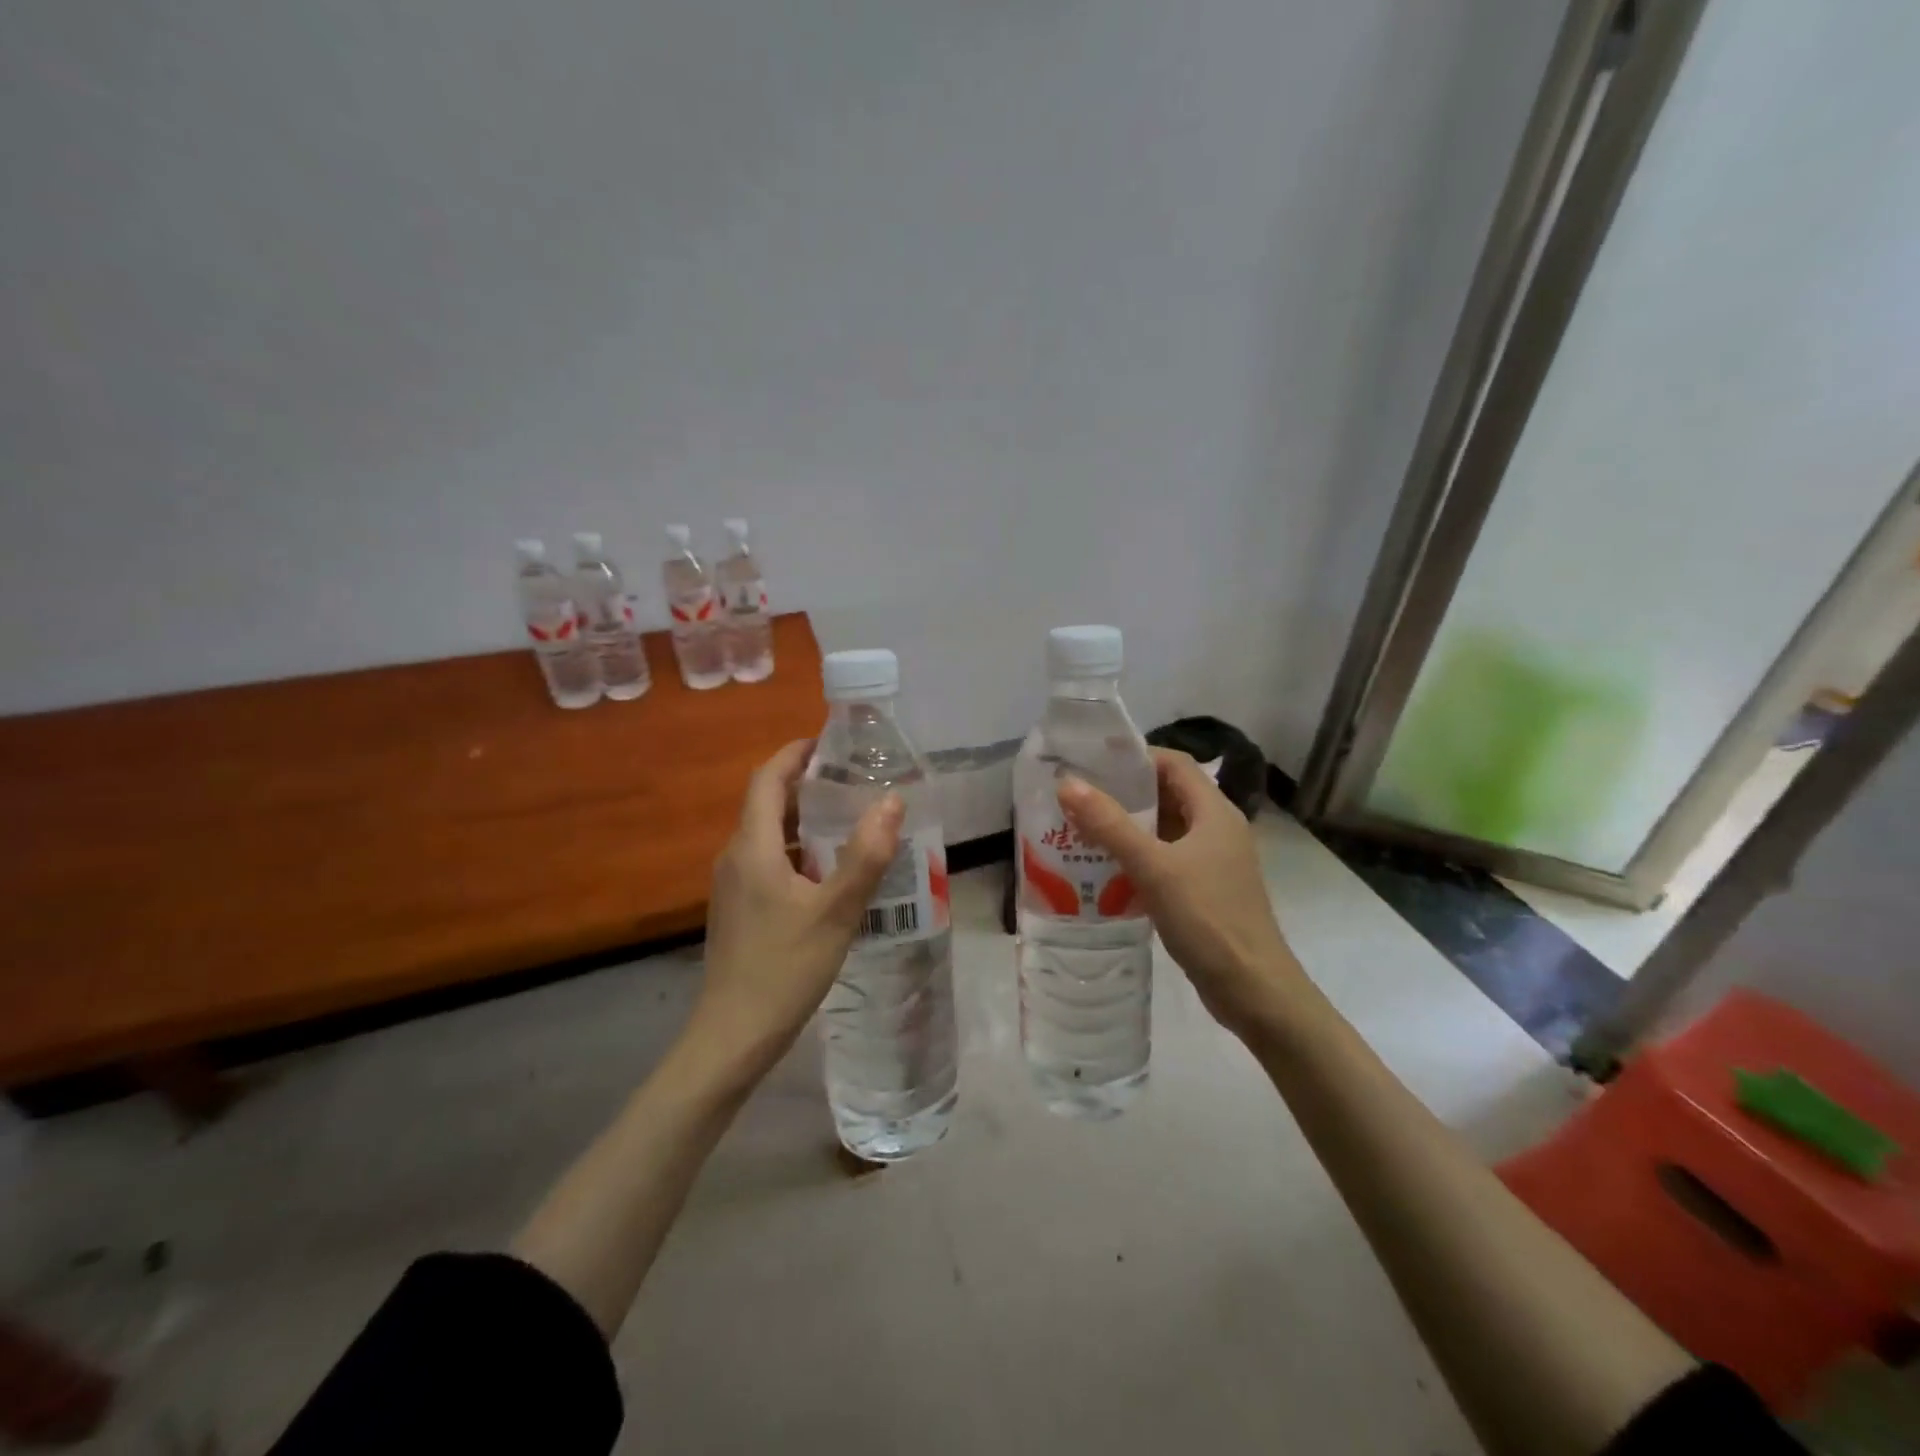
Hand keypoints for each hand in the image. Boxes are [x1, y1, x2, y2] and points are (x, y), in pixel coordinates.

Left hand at [689, 740, 904, 1079]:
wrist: (733, 1036)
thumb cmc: (784, 968)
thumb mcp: (835, 911)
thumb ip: (865, 856)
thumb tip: (892, 801)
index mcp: (752, 847)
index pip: (767, 779)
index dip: (795, 754)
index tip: (830, 742)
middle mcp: (736, 857)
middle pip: (769, 804)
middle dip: (808, 786)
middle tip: (855, 782)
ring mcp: (734, 886)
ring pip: (770, 836)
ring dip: (806, 822)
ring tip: (852, 822)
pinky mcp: (740, 909)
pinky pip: (769, 862)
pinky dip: (800, 852)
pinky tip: (832, 874)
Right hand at [1057, 749, 1305, 1041]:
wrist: (1252, 989)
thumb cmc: (1207, 918)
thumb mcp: (1153, 867)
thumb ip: (1109, 824)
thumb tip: (1067, 784)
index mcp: (1214, 812)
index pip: (1174, 763)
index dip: (1135, 757)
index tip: (1092, 764)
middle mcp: (1217, 829)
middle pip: (1168, 794)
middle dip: (1124, 794)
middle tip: (1078, 798)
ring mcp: (1213, 862)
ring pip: (1165, 830)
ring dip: (1128, 828)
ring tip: (1081, 830)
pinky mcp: (1205, 890)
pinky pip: (1166, 860)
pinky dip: (1138, 858)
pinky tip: (1106, 870)